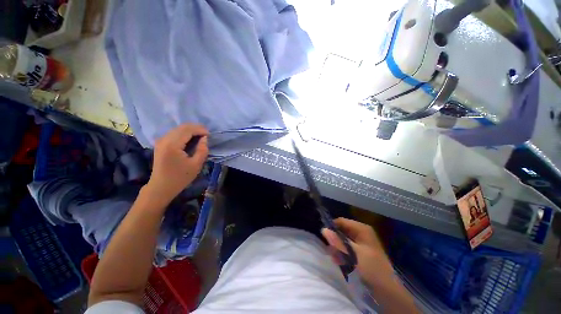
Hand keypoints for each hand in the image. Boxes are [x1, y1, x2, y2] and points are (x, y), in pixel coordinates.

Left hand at [145, 124, 208, 204]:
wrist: (161, 186)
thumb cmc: (180, 177)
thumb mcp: (196, 165)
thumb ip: (202, 150)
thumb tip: (204, 138)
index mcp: (172, 145)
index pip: (188, 130)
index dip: (200, 130)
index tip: (210, 135)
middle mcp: (164, 139)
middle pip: (182, 127)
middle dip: (196, 128)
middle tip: (206, 134)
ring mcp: (161, 141)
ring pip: (178, 129)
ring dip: (190, 130)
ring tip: (200, 136)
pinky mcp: (160, 143)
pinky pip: (174, 133)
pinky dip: (184, 133)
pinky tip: (191, 138)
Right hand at [322, 218, 393, 282]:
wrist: (387, 290)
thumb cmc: (371, 268)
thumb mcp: (353, 254)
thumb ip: (338, 242)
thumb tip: (323, 229)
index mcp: (362, 229)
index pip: (341, 221)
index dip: (332, 227)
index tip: (324, 237)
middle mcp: (361, 233)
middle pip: (342, 231)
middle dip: (335, 240)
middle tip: (331, 251)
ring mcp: (361, 242)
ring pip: (343, 240)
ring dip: (338, 249)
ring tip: (336, 258)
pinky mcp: (361, 252)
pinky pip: (347, 248)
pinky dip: (342, 254)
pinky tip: (340, 262)